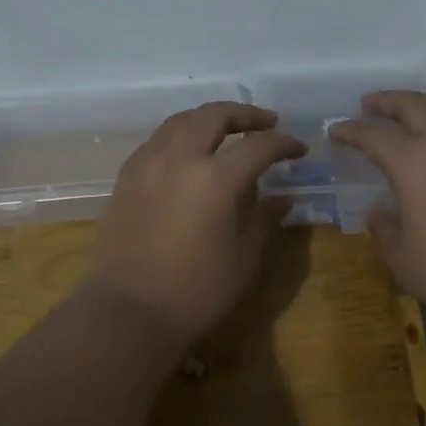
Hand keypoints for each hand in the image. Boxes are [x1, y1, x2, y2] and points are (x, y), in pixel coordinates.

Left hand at [82, 103, 305, 345]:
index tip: (299, 150)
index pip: (259, 146)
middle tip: (266, 123)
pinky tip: (188, 154)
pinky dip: (180, 136)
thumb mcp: (244, 257)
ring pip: (181, 121)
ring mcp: (147, 164)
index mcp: (215, 178)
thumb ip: (264, 219)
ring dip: (209, 119)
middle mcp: (179, 158)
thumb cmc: (196, 290)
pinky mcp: (126, 178)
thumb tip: (282, 198)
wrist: (128, 311)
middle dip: (245, 114)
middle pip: (214, 115)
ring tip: (227, 130)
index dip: (284, 144)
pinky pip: (157, 141)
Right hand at [330, 92, 425, 335]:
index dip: (351, 131)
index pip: (373, 134)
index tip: (337, 131)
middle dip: (388, 101)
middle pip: (414, 105)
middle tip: (370, 103)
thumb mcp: (405, 261)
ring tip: (408, 116)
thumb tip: (379, 212)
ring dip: (422, 108)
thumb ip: (385, 231)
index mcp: (413, 160)